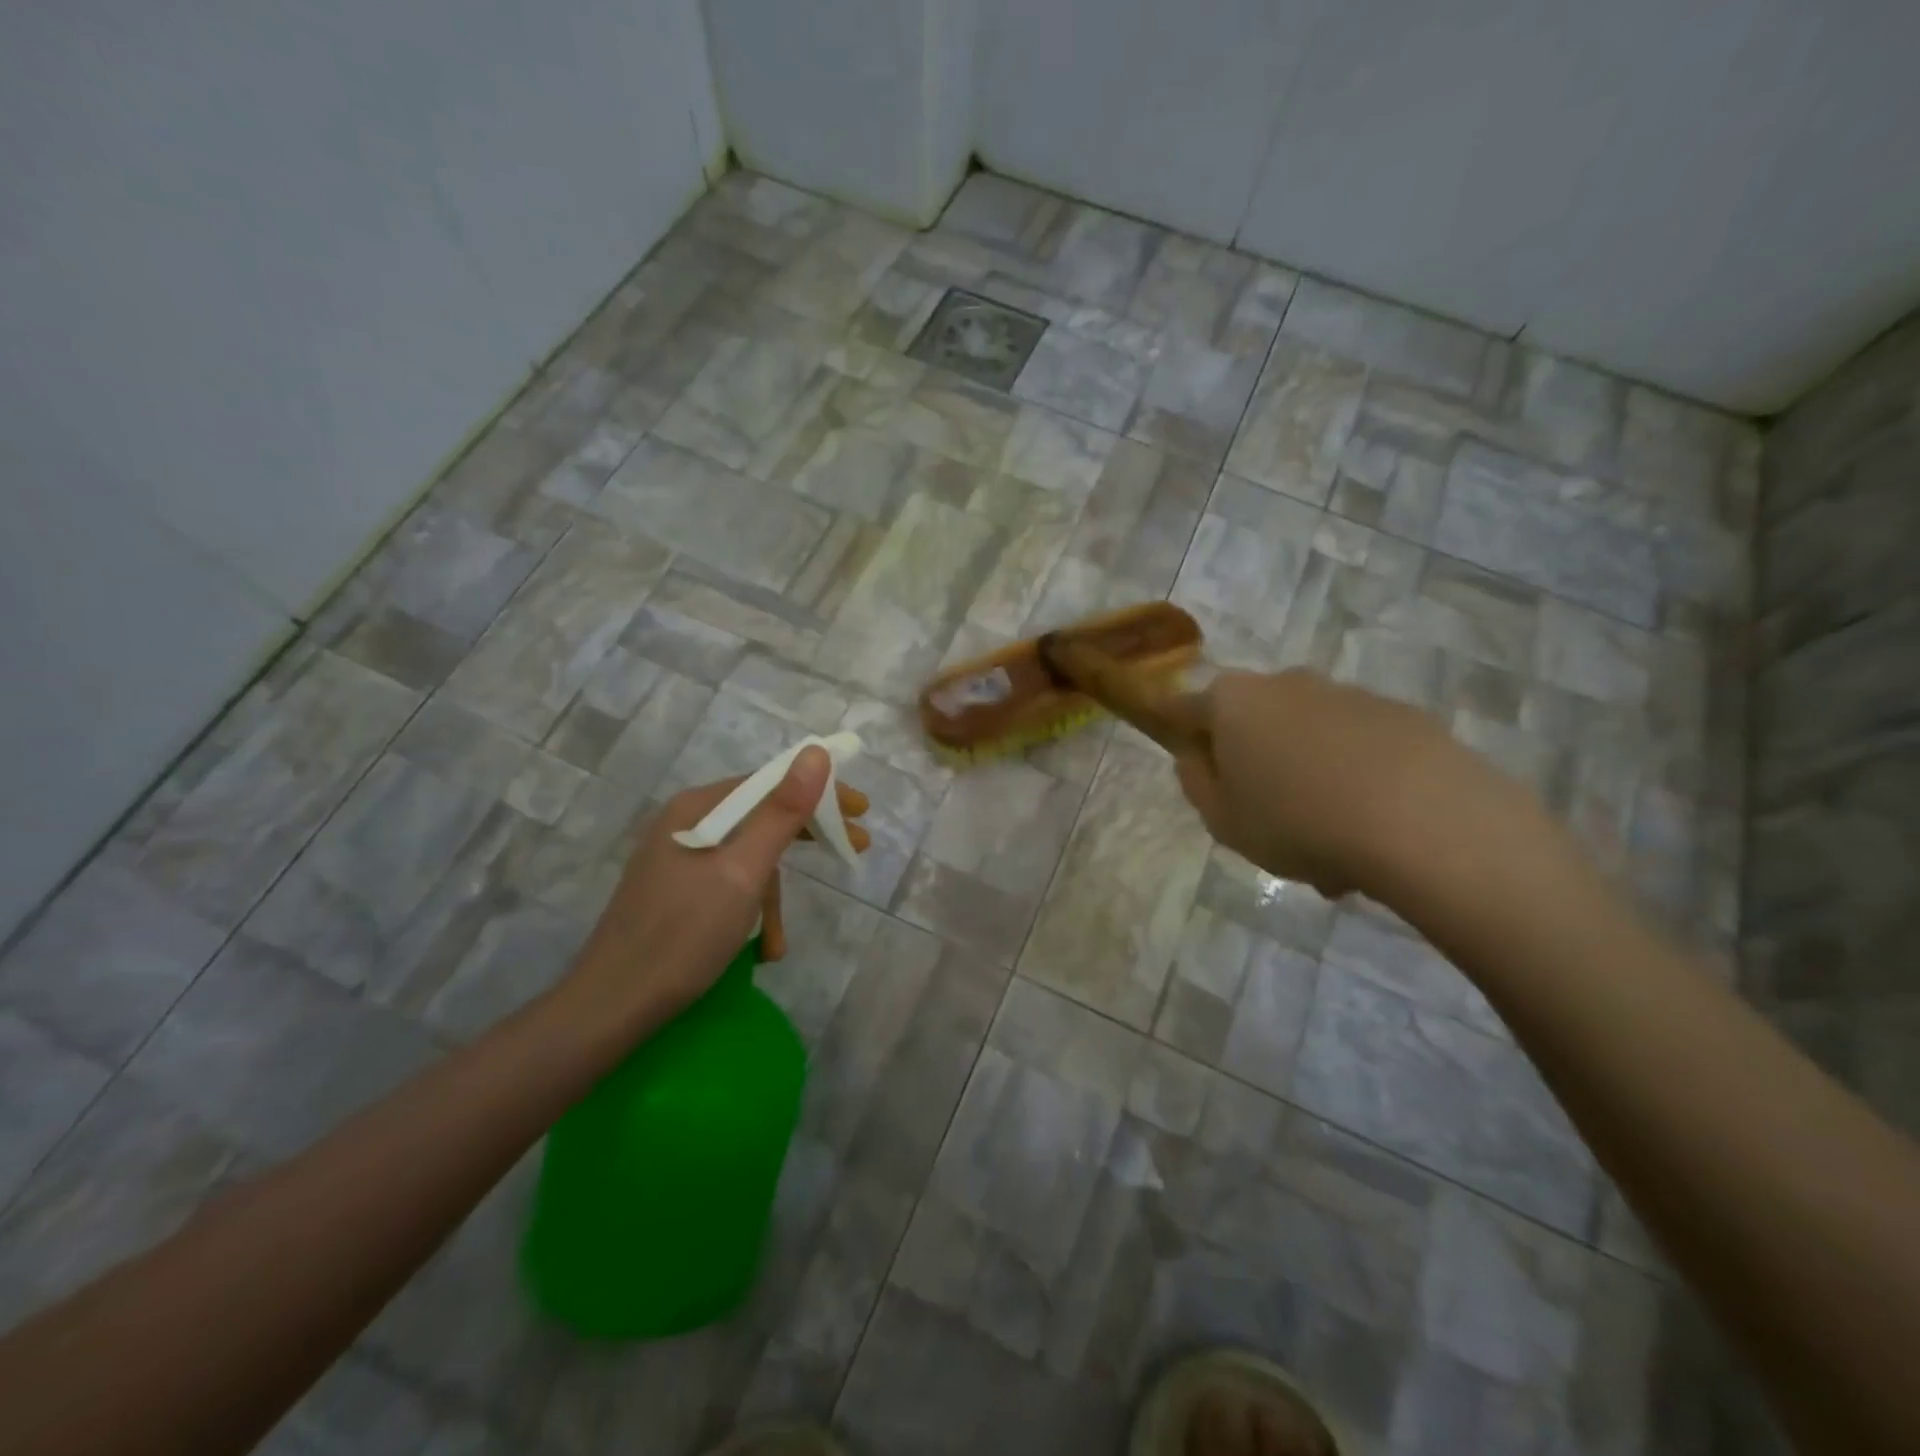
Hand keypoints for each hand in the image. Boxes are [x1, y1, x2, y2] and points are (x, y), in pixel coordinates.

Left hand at [562, 748, 870, 1031]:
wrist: (611, 1008)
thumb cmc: (683, 935)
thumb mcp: (744, 872)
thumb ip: (782, 812)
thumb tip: (816, 753)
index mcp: (696, 809)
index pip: (769, 783)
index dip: (819, 793)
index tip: (861, 811)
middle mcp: (684, 825)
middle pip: (760, 817)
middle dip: (805, 839)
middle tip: (855, 849)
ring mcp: (677, 860)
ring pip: (746, 859)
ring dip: (772, 898)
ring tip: (778, 942)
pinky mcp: (674, 893)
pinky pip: (728, 885)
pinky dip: (749, 912)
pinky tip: (759, 949)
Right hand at [1174, 668, 1503, 899]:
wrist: (1423, 819)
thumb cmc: (1297, 820)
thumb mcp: (1223, 820)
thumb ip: (1196, 783)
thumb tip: (1196, 757)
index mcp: (1232, 702)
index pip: (1184, 708)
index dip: (1180, 736)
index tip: (1192, 768)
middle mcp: (1285, 683)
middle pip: (1252, 721)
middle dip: (1253, 763)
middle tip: (1265, 818)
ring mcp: (1346, 694)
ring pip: (1307, 737)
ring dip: (1306, 777)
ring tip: (1329, 844)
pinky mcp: (1400, 714)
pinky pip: (1357, 747)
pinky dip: (1354, 779)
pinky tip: (1372, 831)